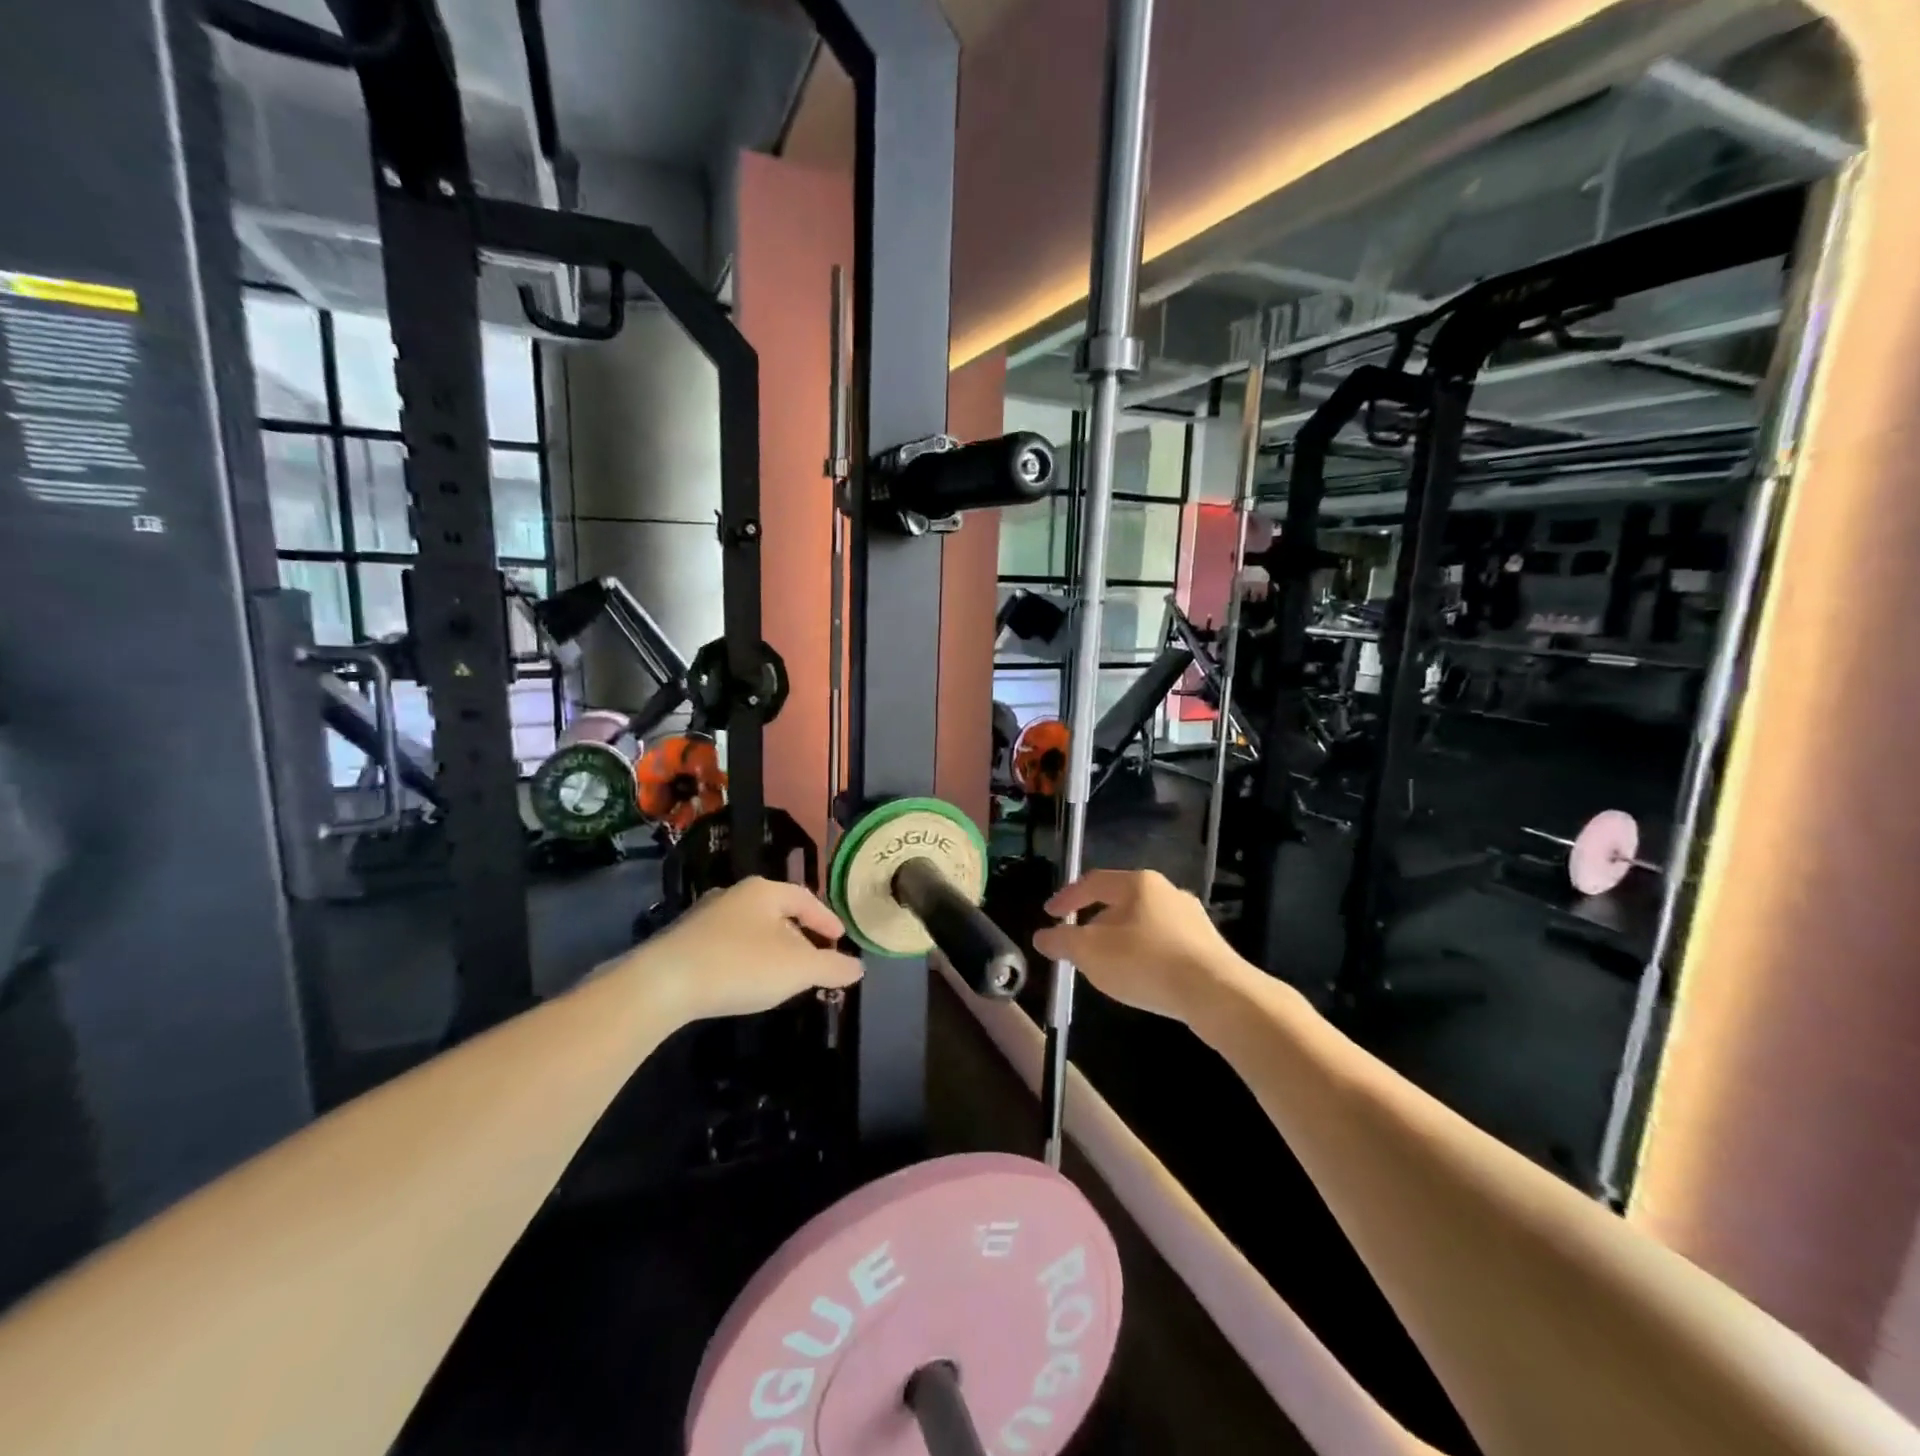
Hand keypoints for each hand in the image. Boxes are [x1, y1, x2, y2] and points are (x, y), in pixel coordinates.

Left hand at [609, 878, 860, 1021]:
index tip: (839, 938)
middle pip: (778, 912)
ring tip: (781, 972)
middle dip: (799, 935)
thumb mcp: (797, 969)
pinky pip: (728, 944)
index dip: (826, 919)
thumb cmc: (741, 966)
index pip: (805, 899)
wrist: (663, 983)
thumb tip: (858, 968)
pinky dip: (745, 957)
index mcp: (765, 891)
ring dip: (771, 947)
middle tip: (814, 958)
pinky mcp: (684, 941)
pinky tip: (745, 979)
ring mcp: (706, 916)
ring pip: (751, 928)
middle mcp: (735, 894)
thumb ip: (831, 967)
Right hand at [1032, 869, 1248, 1024]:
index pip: (1093, 882)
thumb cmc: (1145, 962)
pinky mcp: (1207, 946)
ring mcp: (1192, 918)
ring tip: (1108, 965)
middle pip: (1120, 902)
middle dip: (1095, 922)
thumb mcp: (1090, 952)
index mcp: (1138, 883)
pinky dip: (1145, 955)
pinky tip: (1141, 978)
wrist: (1216, 994)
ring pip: (1143, 924)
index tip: (1050, 914)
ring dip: (1121, 940)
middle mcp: (1167, 891)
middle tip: (1078, 943)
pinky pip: (1164, 944)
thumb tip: (1043, 936)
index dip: (1067, 898)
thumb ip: (1062, 941)